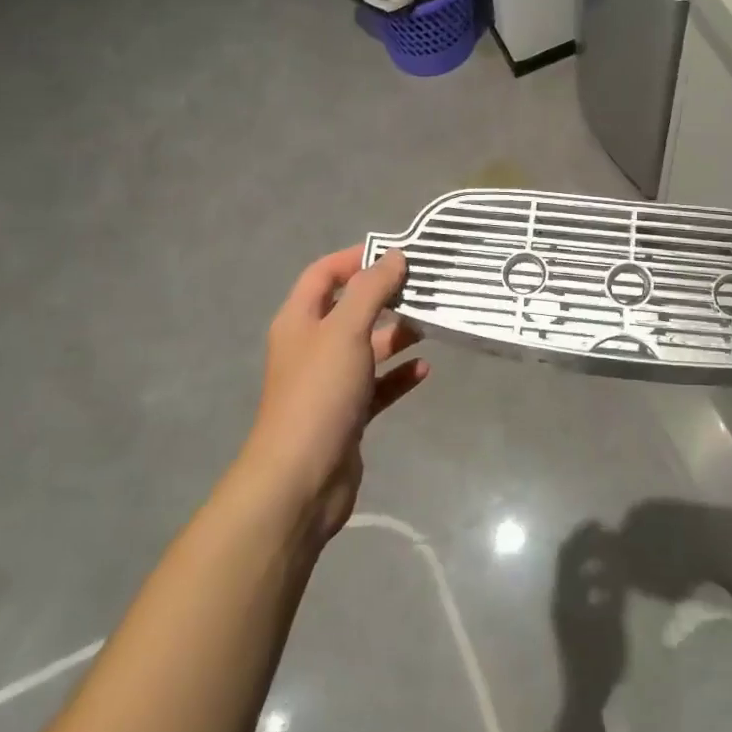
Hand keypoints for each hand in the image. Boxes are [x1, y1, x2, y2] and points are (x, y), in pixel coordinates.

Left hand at [239, 248, 427, 543]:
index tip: (395, 253)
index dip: (355, 258)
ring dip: (396, 336)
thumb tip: (394, 256)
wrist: (301, 478)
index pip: (323, 274)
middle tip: (423, 287)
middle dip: (384, 297)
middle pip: (349, 309)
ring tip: (431, 325)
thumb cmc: (320, 393)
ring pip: (366, 347)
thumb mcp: (346, 330)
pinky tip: (424, 370)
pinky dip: (398, 375)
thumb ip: (371, 290)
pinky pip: (377, 385)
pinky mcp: (347, 414)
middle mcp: (311, 347)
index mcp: (300, 320)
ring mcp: (329, 382)